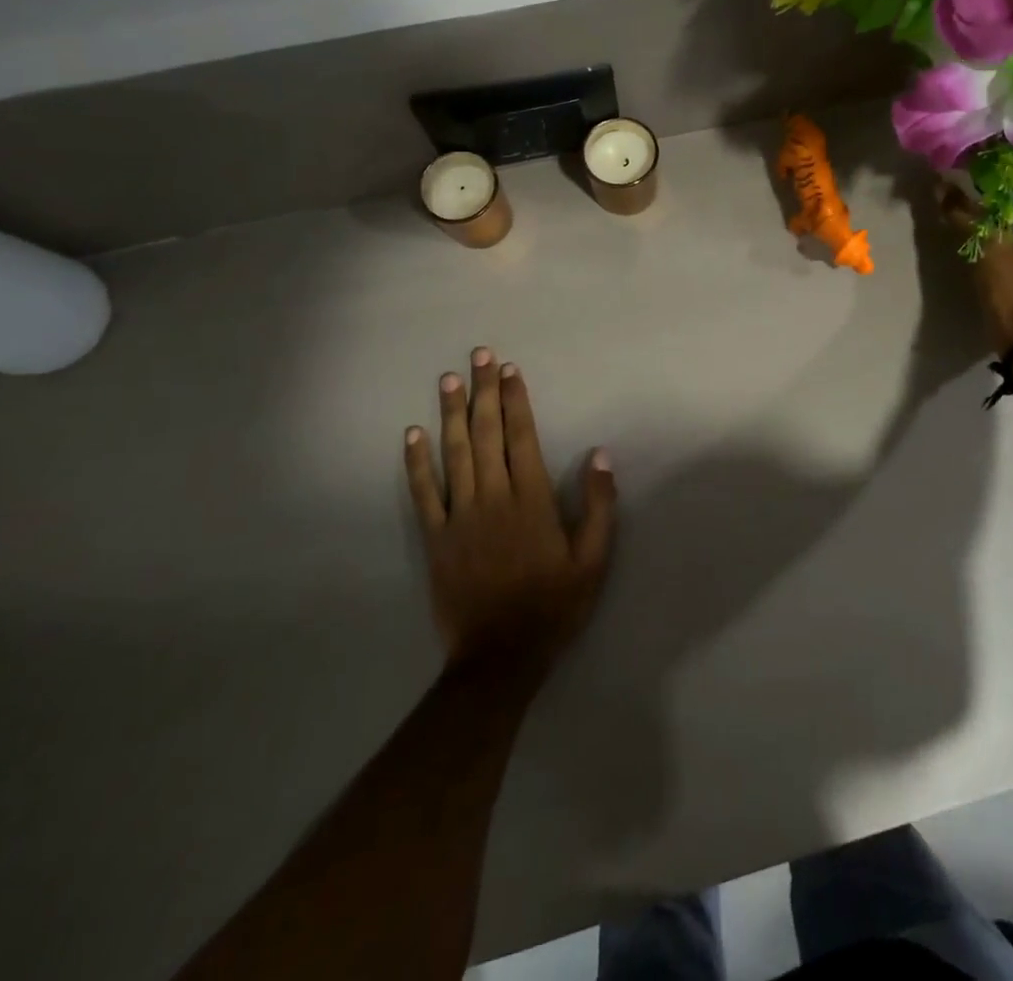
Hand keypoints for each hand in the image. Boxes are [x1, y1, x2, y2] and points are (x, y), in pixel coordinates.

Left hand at [404, 347, 617, 671]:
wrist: (501, 656)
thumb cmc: (554, 605)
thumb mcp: (594, 560)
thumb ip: (600, 506)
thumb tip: (600, 455)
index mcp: (531, 500)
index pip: (522, 437)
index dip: (516, 400)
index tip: (510, 369)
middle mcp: (493, 498)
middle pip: (487, 434)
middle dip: (484, 392)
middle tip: (479, 355)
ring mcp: (459, 516)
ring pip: (454, 454)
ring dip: (451, 414)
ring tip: (448, 380)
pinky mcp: (436, 538)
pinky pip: (423, 493)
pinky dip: (416, 462)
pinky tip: (413, 434)